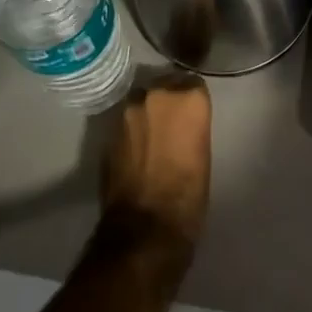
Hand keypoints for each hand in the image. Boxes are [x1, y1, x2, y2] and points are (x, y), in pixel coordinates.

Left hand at [100, 74, 211, 257]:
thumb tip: (182, 123)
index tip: (193, 114)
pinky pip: (125, 122)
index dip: (192, 99)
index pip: (193, 83)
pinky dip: (132, 130)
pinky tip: (137, 150)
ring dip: (147, 112)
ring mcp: (128, 111)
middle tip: (172, 123)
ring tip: (152, 136)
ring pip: (141, 101)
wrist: (146, 228)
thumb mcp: (202, 153)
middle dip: (167, 100)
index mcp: (188, 98)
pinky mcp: (109, 131)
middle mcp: (157, 94)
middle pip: (164, 86)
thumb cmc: (188, 195)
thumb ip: (191, 125)